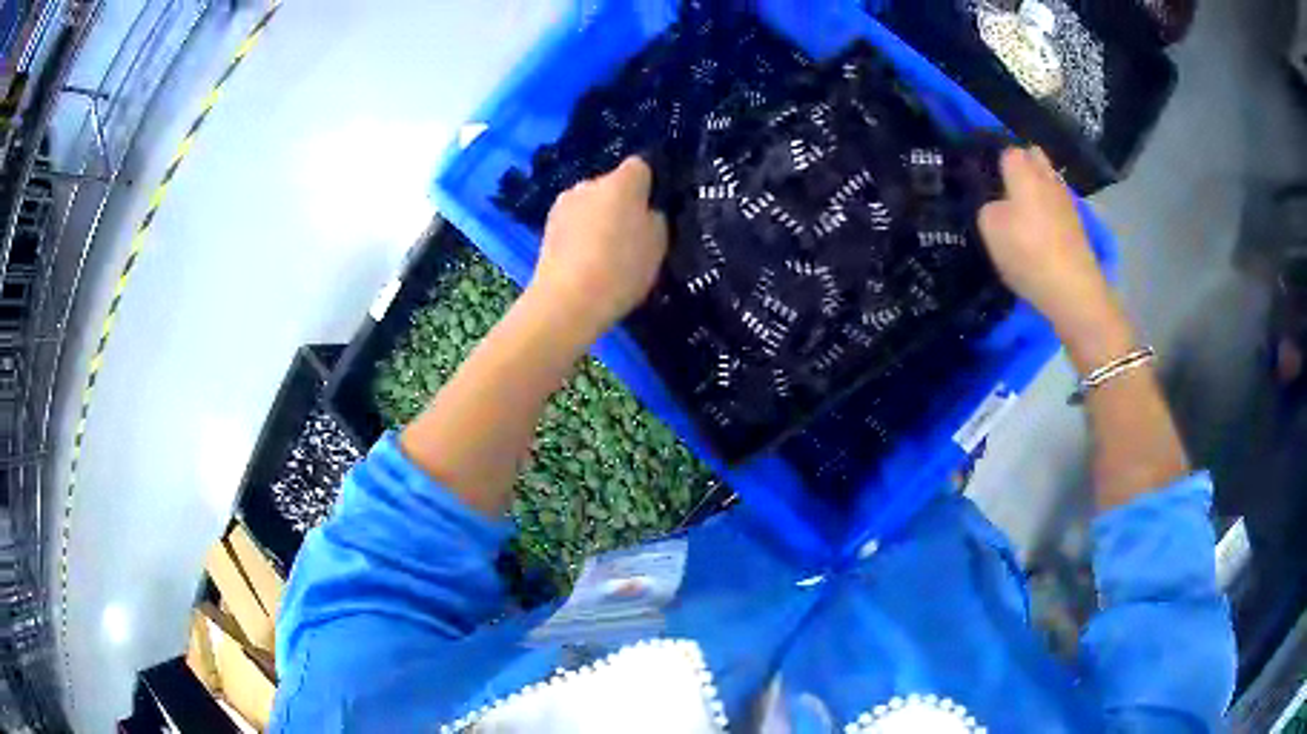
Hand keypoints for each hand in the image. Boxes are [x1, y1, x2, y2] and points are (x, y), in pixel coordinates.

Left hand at [530, 157, 668, 337]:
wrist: (567, 300)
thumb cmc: (621, 269)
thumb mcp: (658, 246)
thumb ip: (654, 221)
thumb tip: (646, 213)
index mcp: (621, 182)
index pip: (639, 167)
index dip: (647, 186)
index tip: (651, 210)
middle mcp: (589, 183)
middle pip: (611, 185)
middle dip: (620, 203)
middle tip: (629, 236)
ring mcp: (563, 204)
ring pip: (589, 204)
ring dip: (597, 218)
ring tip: (604, 252)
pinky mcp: (546, 227)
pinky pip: (572, 223)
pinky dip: (579, 235)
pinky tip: (584, 261)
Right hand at [978, 147, 1132, 367]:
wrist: (1073, 290)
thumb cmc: (1028, 252)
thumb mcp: (989, 229)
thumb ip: (988, 208)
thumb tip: (998, 206)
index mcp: (1024, 172)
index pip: (1008, 151)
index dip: (997, 162)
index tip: (988, 178)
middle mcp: (1048, 178)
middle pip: (1035, 158)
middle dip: (1023, 166)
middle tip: (1007, 189)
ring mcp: (1067, 202)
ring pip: (1049, 183)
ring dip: (1038, 191)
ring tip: (1023, 213)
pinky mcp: (1077, 227)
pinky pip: (1058, 207)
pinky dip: (1050, 214)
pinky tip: (1041, 234)